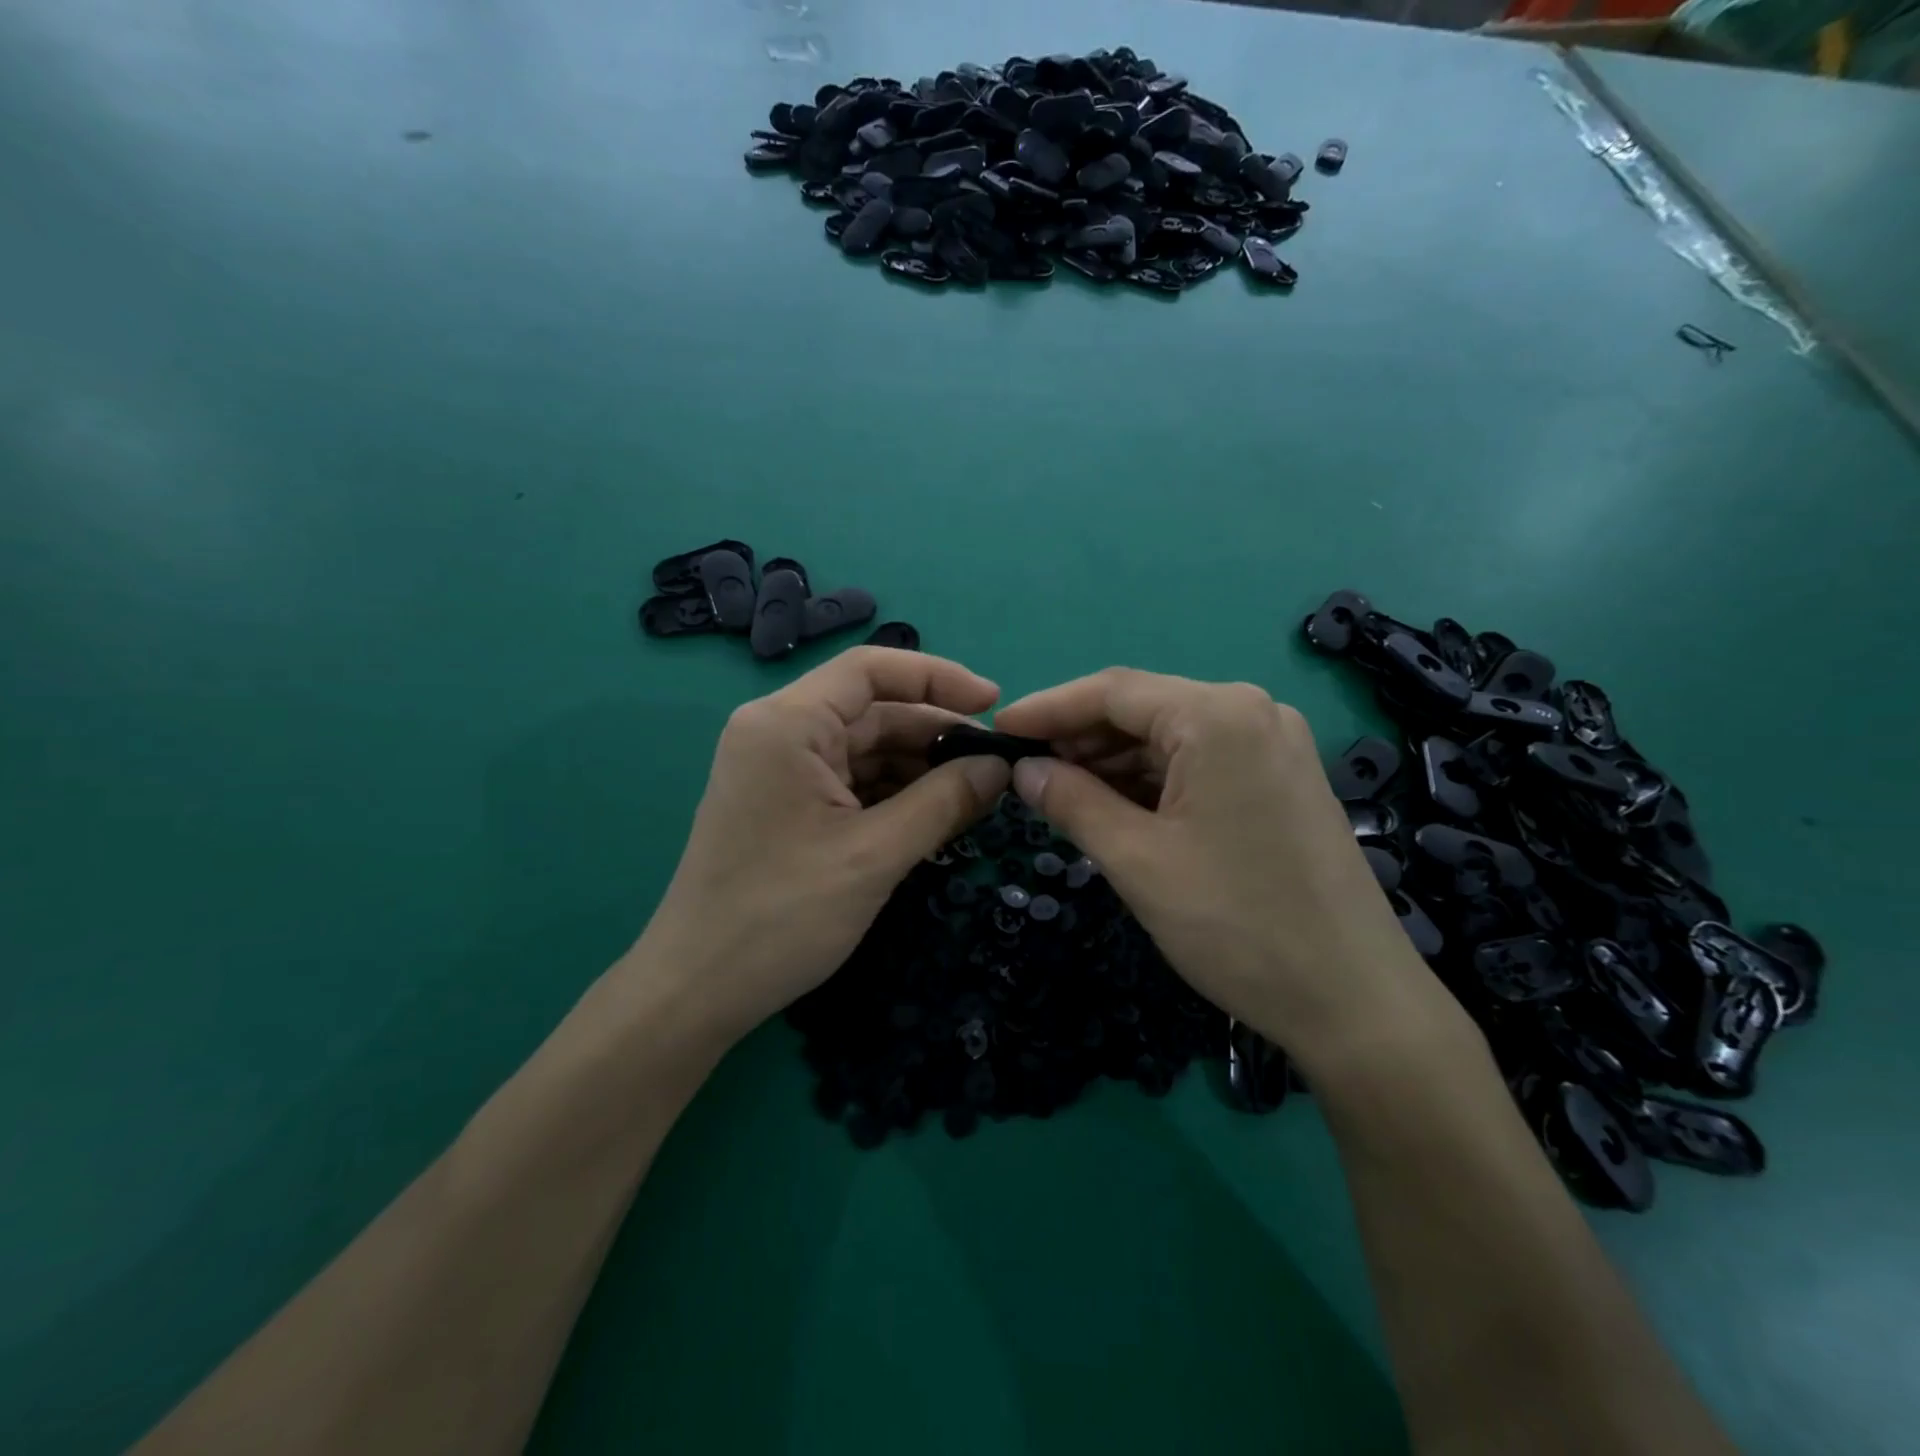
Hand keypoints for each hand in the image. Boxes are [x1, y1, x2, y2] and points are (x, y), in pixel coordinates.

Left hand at [639, 647, 1010, 1042]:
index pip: (871, 670)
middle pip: (872, 712)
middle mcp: (779, 732)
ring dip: (919, 770)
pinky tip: (934, 817)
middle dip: (935, 736)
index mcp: (787, 723)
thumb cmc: (781, 915)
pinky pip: (851, 782)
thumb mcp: (875, 855)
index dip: (938, 678)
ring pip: (865, 750)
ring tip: (974, 797)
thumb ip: (944, 802)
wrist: (698, 990)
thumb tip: (1001, 767)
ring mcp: (779, 770)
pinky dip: (894, 795)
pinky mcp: (785, 804)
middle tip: (995, 768)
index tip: (994, 705)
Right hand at [994, 669, 1467, 1071]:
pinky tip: (1116, 808)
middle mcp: (1252, 712)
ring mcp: (1274, 745)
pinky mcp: (1281, 779)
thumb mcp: (1137, 861)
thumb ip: (1071, 802)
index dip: (1047, 709)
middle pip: (1143, 710)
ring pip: (1170, 738)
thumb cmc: (1236, 924)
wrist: (1354, 1000)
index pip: (1112, 692)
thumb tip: (1024, 770)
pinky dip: (1152, 781)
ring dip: (1113, 763)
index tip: (997, 732)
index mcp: (1218, 715)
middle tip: (1026, 774)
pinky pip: (1200, 763)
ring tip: (1062, 796)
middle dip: (1080, 739)